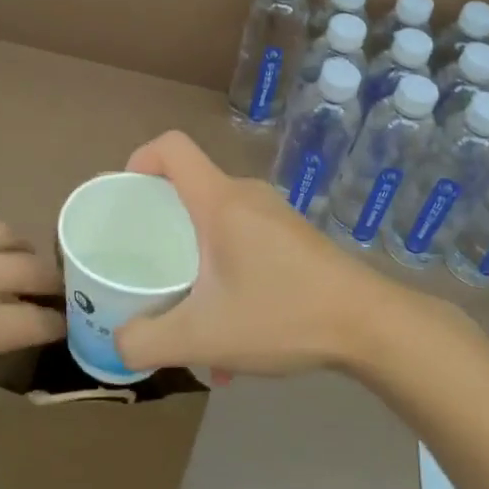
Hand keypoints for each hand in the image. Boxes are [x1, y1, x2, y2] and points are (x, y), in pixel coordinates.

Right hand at [115, 132, 392, 375]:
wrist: (370, 326)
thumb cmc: (282, 314)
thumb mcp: (202, 337)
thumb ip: (146, 341)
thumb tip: (118, 342)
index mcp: (219, 200)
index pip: (171, 147)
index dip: (140, 160)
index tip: (126, 199)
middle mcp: (246, 195)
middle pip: (189, 189)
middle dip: (161, 228)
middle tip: (148, 269)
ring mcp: (274, 215)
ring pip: (216, 225)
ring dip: (196, 265)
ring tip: (194, 320)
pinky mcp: (293, 238)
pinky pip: (242, 243)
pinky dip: (226, 275)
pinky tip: (235, 333)